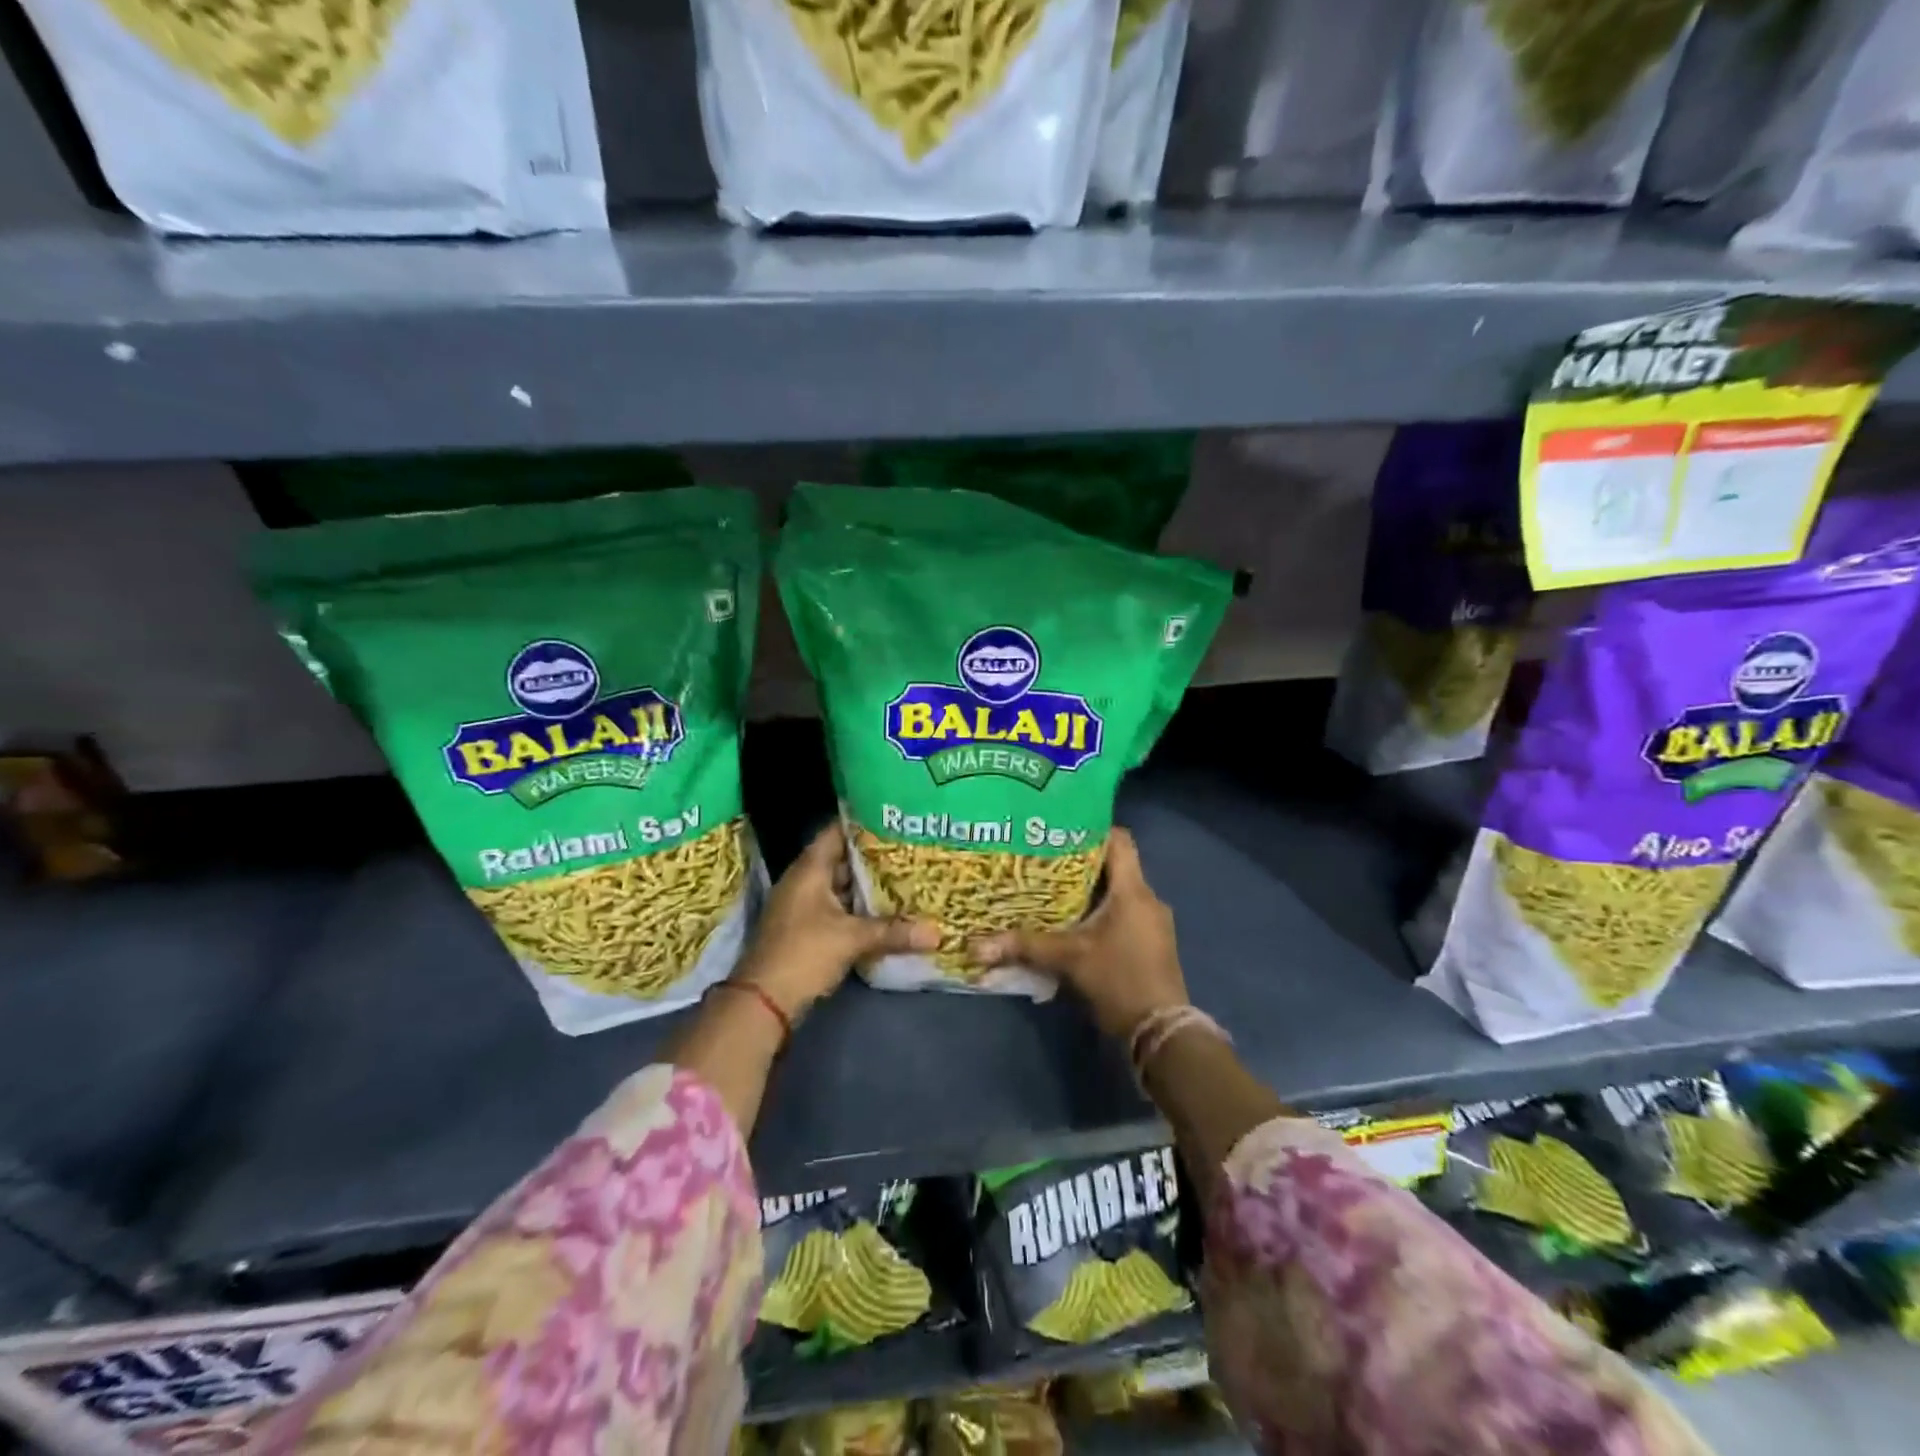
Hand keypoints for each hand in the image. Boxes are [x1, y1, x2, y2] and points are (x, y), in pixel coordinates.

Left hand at [732, 822, 938, 1021]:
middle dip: (873, 856)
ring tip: (905, 874)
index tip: (893, 817)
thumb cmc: (804, 953)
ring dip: (867, 884)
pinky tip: (886, 909)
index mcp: (809, 869)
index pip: (836, 832)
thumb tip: (938, 932)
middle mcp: (804, 881)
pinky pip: (838, 908)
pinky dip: (859, 907)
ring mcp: (804, 906)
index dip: (862, 822)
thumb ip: (893, 931)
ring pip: (841, 886)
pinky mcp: (807, 929)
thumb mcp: (852, 939)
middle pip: (842, 858)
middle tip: (909, 847)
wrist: (763, 1001)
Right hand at [969, 828, 1186, 1039]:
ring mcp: (1153, 922)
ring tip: (1051, 887)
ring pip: (1118, 891)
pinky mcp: (1151, 942)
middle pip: (1114, 865)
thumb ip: (1024, 946)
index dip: (1091, 828)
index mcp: (1133, 891)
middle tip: (1042, 858)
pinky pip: (1124, 912)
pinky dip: (1100, 910)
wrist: (1160, 1032)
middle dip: (1080, 862)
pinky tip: (1073, 921)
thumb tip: (975, 945)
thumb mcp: (1067, 960)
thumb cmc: (1118, 981)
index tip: (1058, 829)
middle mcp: (1148, 899)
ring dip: (1089, 889)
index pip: (1119, 840)